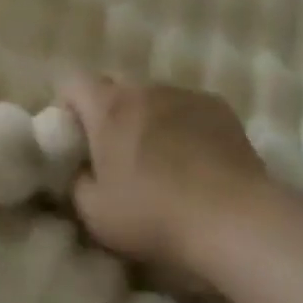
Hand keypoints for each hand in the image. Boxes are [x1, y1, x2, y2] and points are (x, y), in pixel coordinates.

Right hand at [59, 75, 270, 276]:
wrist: (234, 219)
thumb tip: (81, 171)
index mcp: (108, 107)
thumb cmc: (154, 214)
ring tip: (163, 161)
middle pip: (116, 89)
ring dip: (149, 120)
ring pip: (154, 99)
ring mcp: (185, 94)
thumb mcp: (95, 213)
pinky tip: (197, 162)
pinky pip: (188, 109)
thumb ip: (76, 183)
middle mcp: (145, 89)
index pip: (73, 82)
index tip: (76, 139)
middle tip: (117, 156)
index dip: (68, 107)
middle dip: (110, 115)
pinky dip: (184, 126)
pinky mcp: (219, 107)